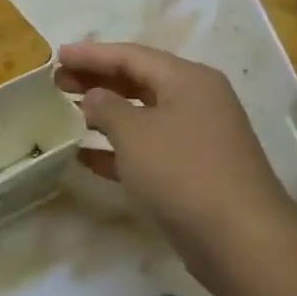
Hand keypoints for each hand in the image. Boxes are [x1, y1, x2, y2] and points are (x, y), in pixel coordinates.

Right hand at [58, 41, 296, 279]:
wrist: (240, 241)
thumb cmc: (182, 171)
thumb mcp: (133, 131)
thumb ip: (105, 106)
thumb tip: (94, 98)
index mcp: (187, 80)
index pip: (130, 55)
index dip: (90, 54)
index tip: (56, 56)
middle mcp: (196, 102)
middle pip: (137, 81)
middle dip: (96, 80)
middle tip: (57, 83)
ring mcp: (197, 138)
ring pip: (141, 115)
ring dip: (104, 114)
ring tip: (67, 113)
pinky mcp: (192, 172)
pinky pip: (147, 148)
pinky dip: (116, 148)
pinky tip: (84, 156)